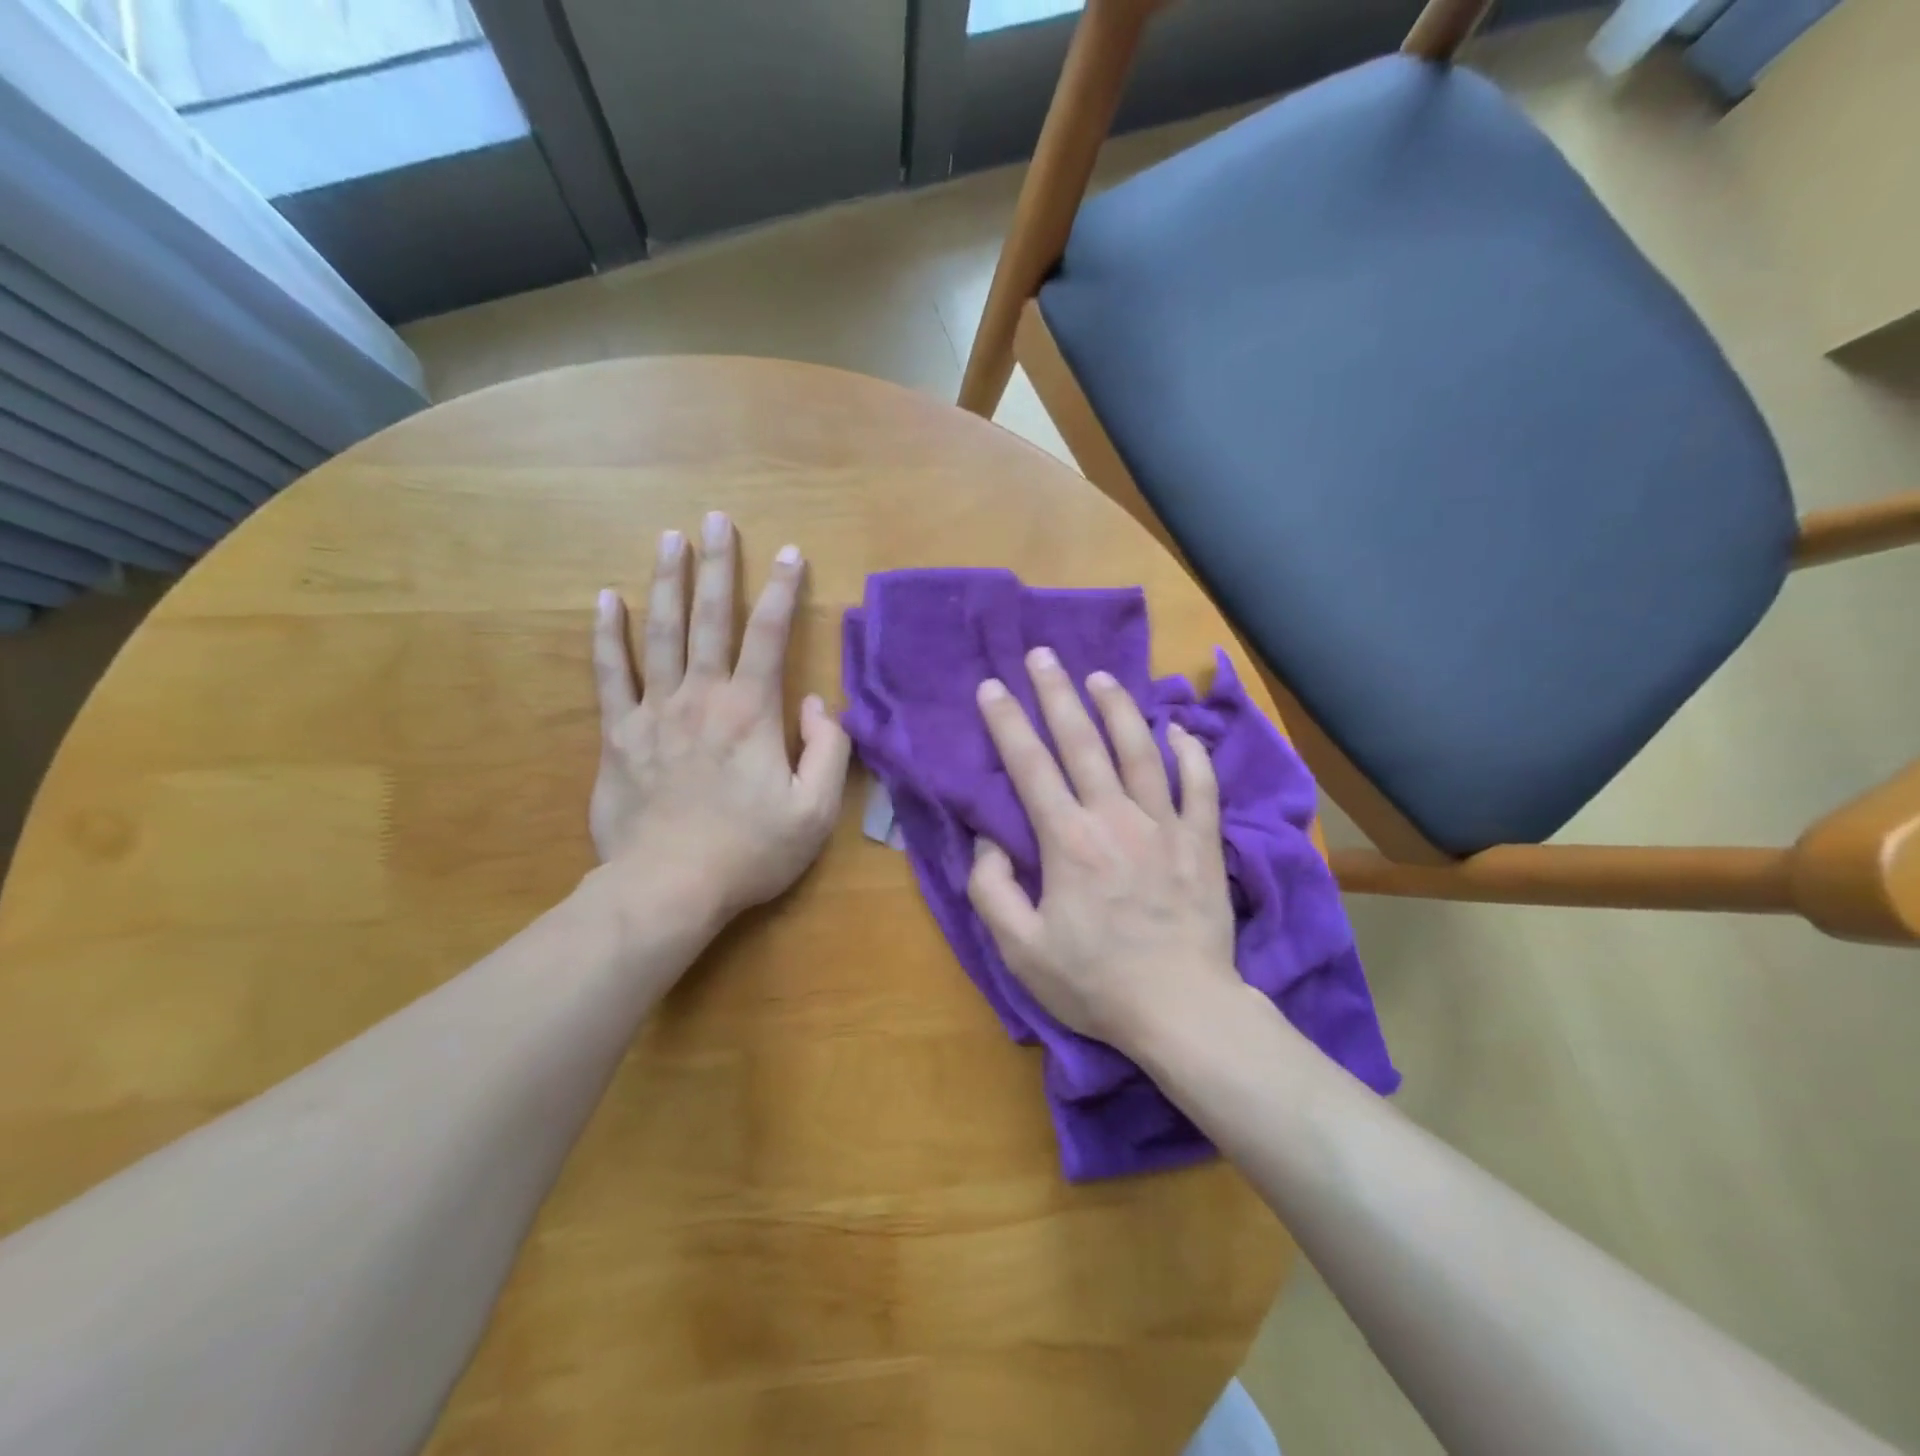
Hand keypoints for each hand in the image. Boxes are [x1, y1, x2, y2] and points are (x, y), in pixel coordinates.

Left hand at [589, 511, 849, 927]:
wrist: (668, 888)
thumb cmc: (750, 851)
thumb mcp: (815, 811)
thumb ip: (829, 751)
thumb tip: (817, 703)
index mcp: (751, 712)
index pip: (771, 636)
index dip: (784, 591)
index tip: (791, 553)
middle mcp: (702, 696)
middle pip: (710, 618)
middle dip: (718, 566)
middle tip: (716, 519)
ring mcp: (654, 711)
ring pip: (660, 632)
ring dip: (667, 582)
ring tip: (669, 538)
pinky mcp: (618, 734)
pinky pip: (610, 674)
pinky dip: (607, 635)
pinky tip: (605, 600)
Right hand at [966, 646, 1240, 1053]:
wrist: (1181, 1009)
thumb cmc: (1095, 982)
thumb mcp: (1020, 950)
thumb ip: (992, 890)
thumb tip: (987, 841)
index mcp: (1067, 841)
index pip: (1030, 767)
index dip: (1007, 723)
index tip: (991, 687)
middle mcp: (1115, 817)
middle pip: (1083, 742)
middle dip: (1057, 694)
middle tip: (1042, 656)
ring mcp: (1165, 825)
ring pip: (1140, 750)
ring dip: (1118, 708)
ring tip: (1100, 677)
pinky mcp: (1202, 842)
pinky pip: (1201, 786)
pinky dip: (1191, 753)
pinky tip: (1179, 730)